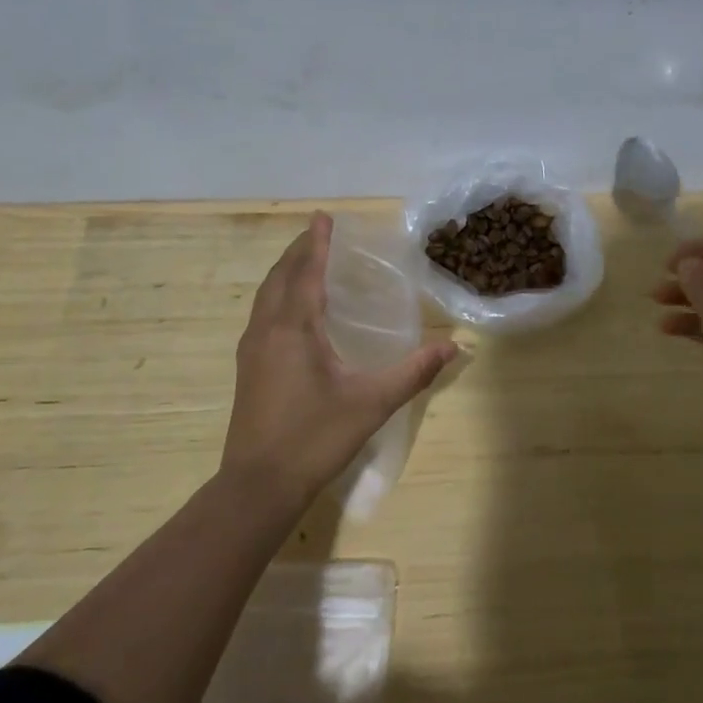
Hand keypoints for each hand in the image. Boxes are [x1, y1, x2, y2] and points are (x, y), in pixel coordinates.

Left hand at [224, 212, 456, 508]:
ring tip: (304, 262)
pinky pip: (262, 314)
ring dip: (284, 272)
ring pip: (266, 296)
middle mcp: (267, 330)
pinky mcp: (247, 368)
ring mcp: (252, 350)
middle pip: (280, 277)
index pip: (305, 272)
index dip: (316, 243)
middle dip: (298, 251)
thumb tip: (455, 347)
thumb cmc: (315, 437)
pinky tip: (291, 311)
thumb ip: (413, 372)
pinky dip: (277, 296)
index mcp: (294, 328)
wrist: (258, 485)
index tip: (323, 217)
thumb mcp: (371, 403)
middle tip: (318, 233)